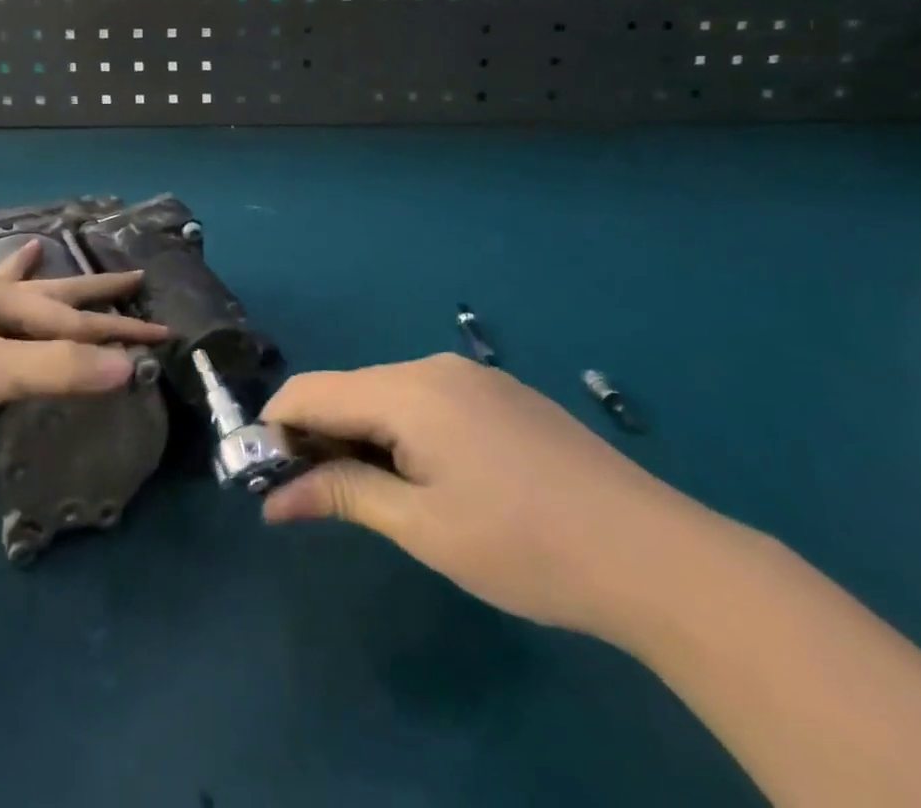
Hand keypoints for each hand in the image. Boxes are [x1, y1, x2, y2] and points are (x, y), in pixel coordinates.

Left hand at [0, 240, 166, 474]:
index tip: (164, 334)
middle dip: (92, 292)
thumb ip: (56, 371)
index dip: (120, 331)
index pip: (74, 318)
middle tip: (134, 275)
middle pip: (48, 293)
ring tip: (44, 250)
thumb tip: (129, 370)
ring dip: (37, 282)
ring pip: (8, 296)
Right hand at [261, 354, 708, 643]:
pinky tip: (432, 478)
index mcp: (406, 389)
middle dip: (320, 435)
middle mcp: (432, 366)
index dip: (277, 427)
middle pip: (349, 390)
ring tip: (376, 495)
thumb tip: (273, 500)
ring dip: (363, 435)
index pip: (311, 390)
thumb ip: (343, 495)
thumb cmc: (524, 545)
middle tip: (317, 497)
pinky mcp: (501, 394)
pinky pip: (427, 400)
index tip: (265, 475)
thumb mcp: (423, 527)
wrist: (655, 554)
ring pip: (388, 395)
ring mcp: (472, 376)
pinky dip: (403, 431)